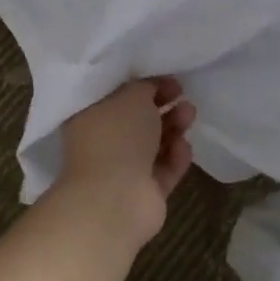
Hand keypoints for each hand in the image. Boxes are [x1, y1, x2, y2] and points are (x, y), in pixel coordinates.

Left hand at [56, 77, 196, 243]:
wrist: (115, 200)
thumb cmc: (116, 137)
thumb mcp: (132, 95)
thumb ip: (145, 86)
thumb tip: (154, 88)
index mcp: (90, 117)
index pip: (118, 95)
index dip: (144, 84)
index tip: (169, 80)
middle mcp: (104, 142)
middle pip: (138, 120)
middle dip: (163, 106)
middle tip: (182, 95)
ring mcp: (124, 170)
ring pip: (154, 144)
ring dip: (173, 127)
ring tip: (189, 114)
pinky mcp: (145, 193)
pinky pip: (164, 169)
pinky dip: (176, 156)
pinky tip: (184, 146)